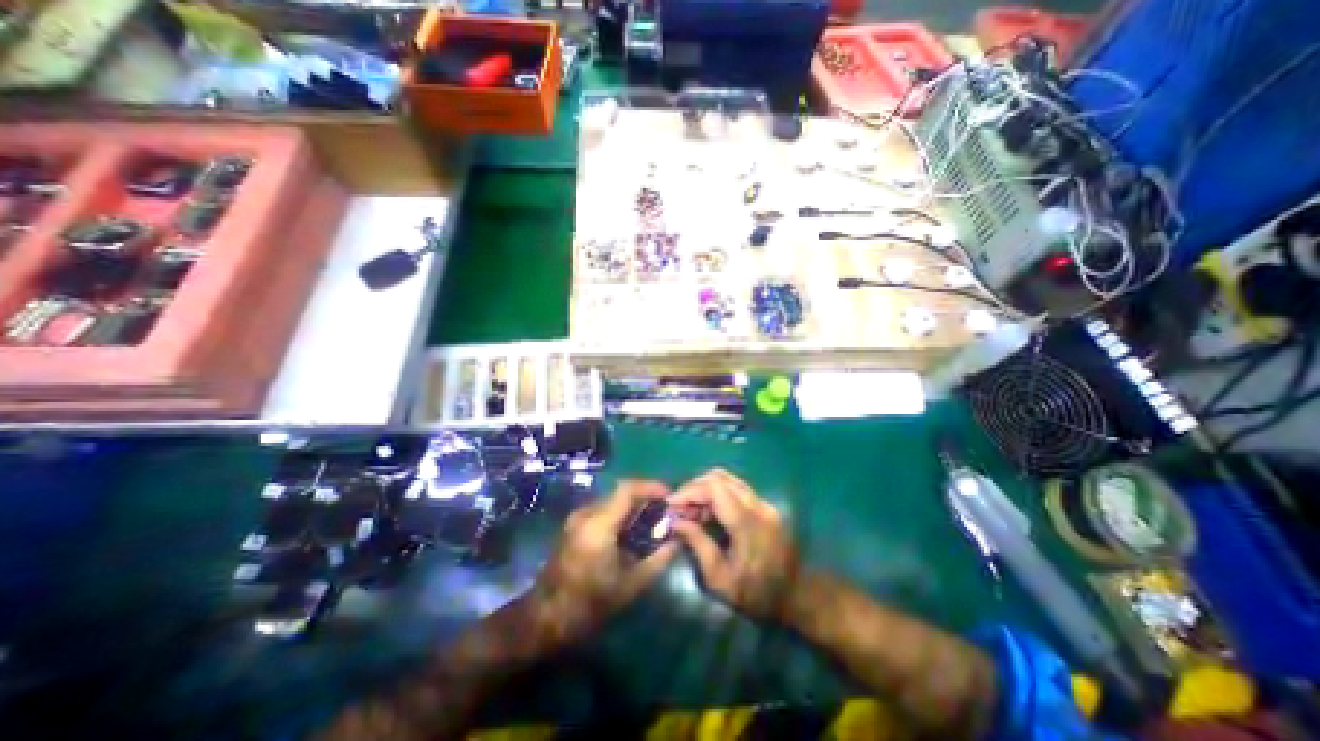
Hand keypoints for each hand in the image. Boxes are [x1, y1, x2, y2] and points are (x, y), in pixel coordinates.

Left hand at [528, 481, 674, 647]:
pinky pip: (602, 509)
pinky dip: (620, 512)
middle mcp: (586, 513)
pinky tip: (630, 530)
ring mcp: (576, 518)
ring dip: (632, 505)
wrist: (546, 618)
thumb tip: (678, 540)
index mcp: (599, 524)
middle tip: (664, 510)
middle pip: (620, 492)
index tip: (669, 496)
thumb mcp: (631, 585)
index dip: (651, 487)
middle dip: (644, 497)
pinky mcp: (573, 525)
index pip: (628, 489)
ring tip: (650, 520)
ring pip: (611, 499)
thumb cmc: (590, 604)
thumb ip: (658, 559)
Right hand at [665, 472, 797, 623]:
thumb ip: (697, 544)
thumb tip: (676, 521)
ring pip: (727, 479)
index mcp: (747, 523)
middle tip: (680, 509)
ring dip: (705, 490)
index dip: (689, 491)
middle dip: (694, 488)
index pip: (714, 488)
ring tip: (691, 511)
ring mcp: (763, 503)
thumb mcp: (719, 578)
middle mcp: (757, 505)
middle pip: (720, 477)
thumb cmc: (754, 594)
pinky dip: (716, 494)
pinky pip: (735, 488)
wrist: (794, 597)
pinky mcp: (764, 506)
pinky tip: (707, 513)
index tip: (670, 504)